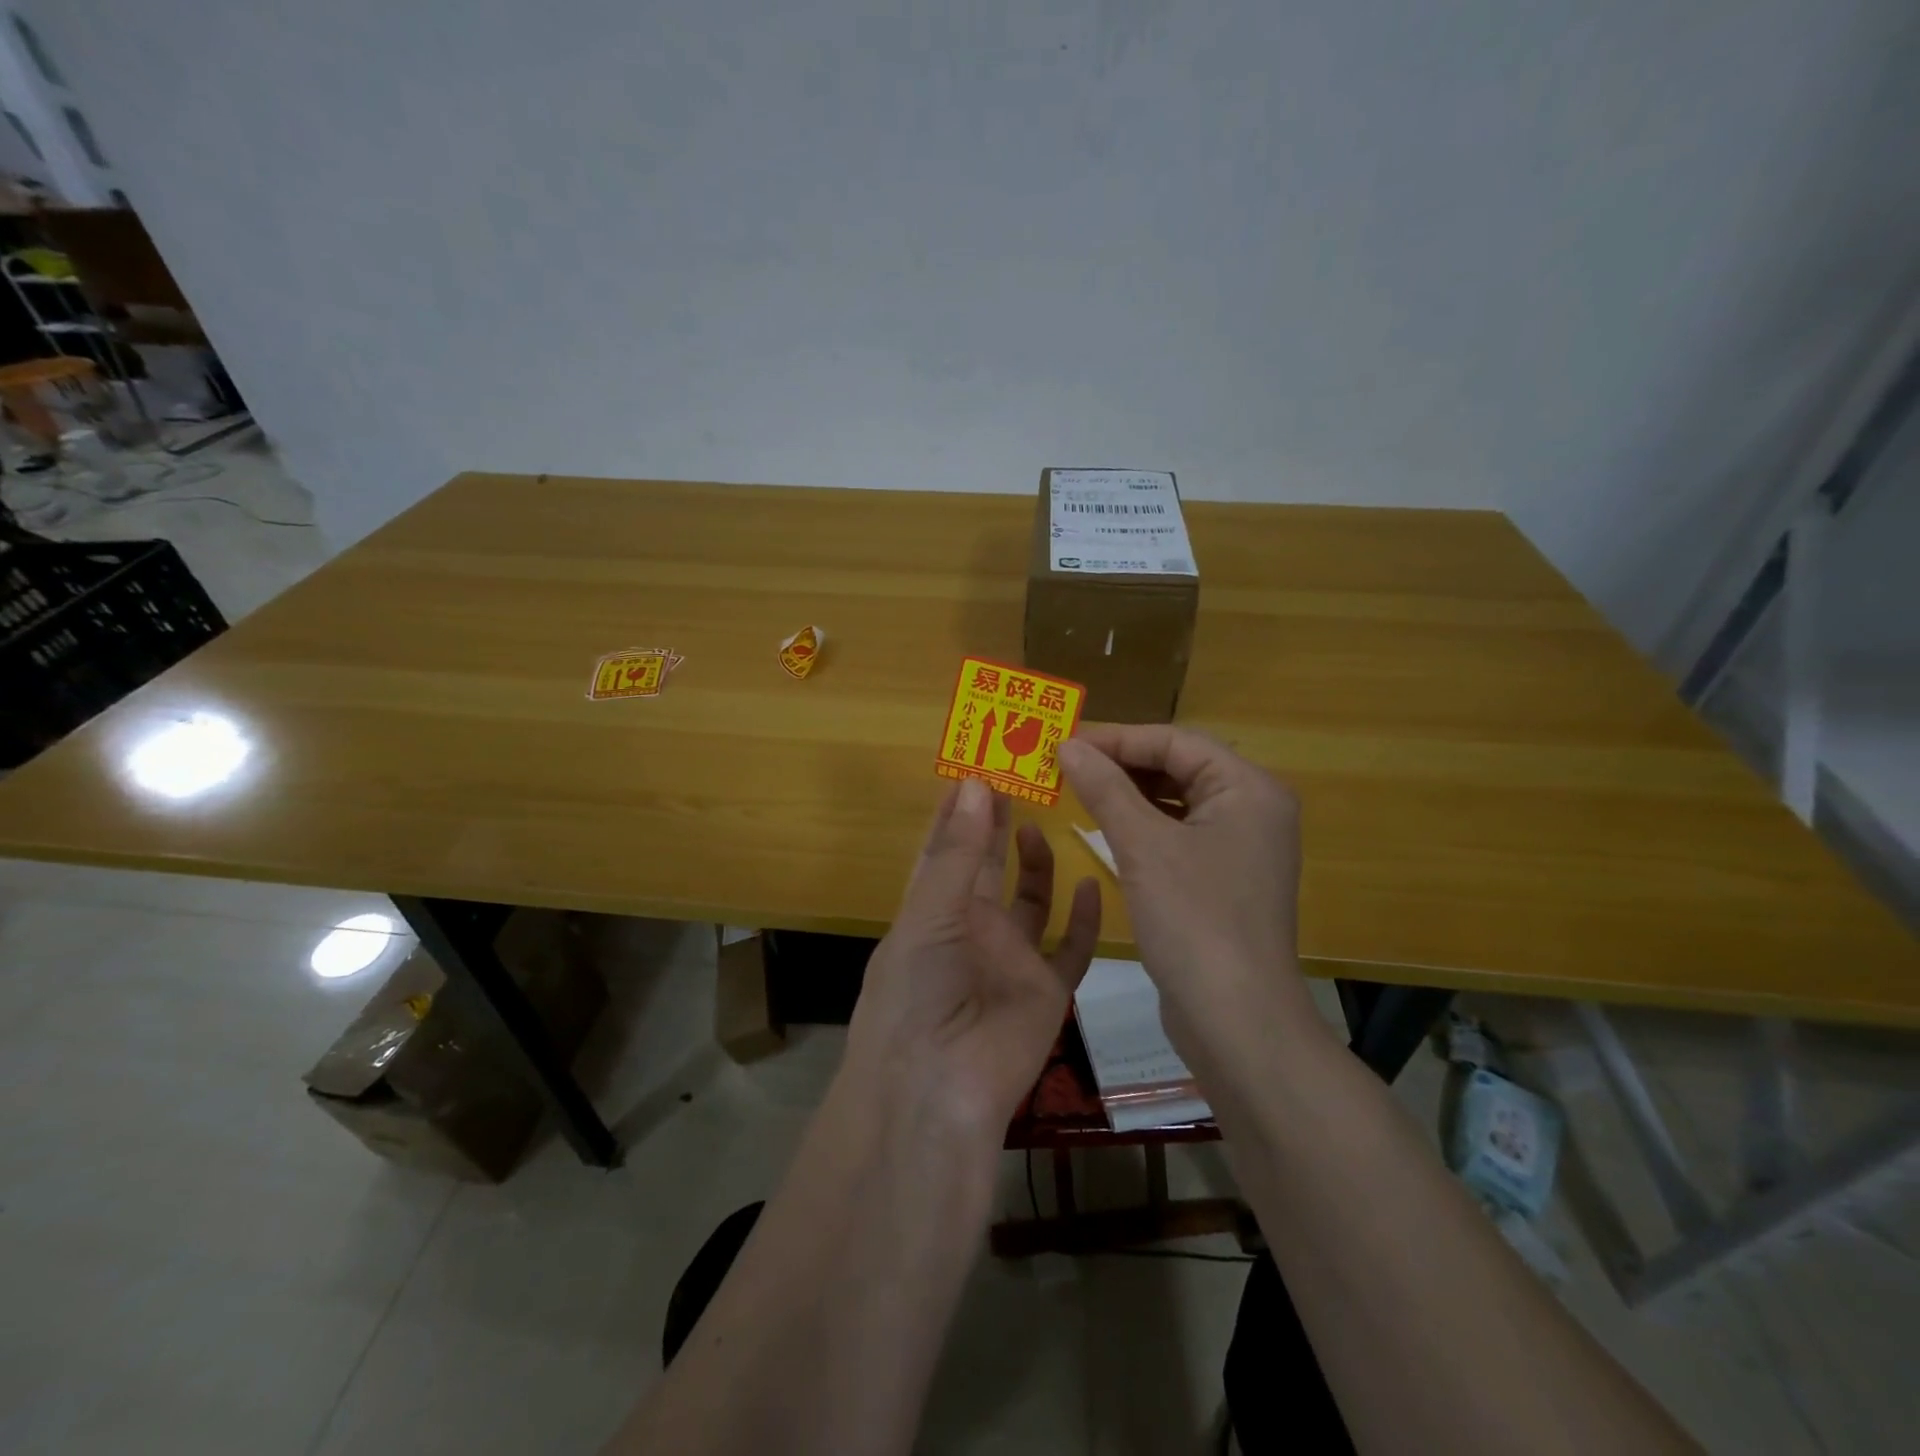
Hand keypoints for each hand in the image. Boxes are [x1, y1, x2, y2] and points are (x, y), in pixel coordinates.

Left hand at [844, 777, 1101, 1140]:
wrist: (940, 1088)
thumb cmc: (918, 991)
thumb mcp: (930, 914)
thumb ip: (957, 852)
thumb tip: (974, 782)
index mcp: (931, 910)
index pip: (943, 848)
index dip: (957, 809)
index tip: (976, 765)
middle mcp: (970, 928)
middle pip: (986, 865)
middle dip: (996, 823)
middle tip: (1019, 777)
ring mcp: (1009, 958)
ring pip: (1029, 900)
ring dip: (1035, 863)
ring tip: (1041, 821)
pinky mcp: (1046, 989)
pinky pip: (1071, 949)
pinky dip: (1082, 920)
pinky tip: (1090, 882)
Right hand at [1059, 725, 1321, 1072]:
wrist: (1236, 1021)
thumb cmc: (1194, 920)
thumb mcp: (1142, 846)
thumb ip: (1105, 788)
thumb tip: (1067, 744)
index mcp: (1249, 788)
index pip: (1176, 741)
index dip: (1118, 737)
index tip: (1065, 742)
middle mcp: (1253, 809)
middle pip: (1180, 766)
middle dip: (1122, 763)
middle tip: (1066, 763)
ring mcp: (1242, 847)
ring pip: (1177, 801)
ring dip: (1129, 794)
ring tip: (1078, 788)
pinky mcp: (1225, 878)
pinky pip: (1179, 834)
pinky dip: (1143, 825)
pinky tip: (1106, 827)